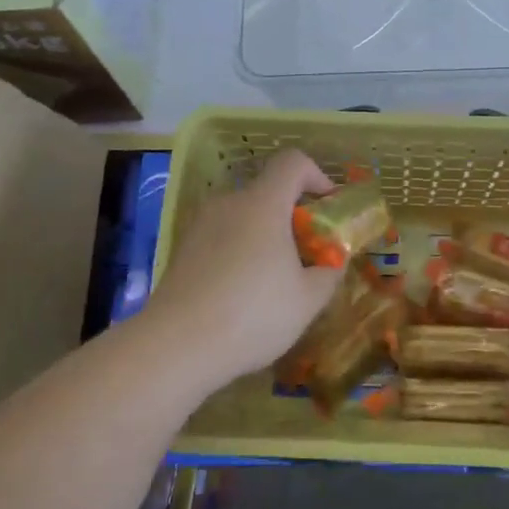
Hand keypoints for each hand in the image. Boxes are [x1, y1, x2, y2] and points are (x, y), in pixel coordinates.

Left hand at [141, 150, 344, 389]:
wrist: (175, 347)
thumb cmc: (252, 314)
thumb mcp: (307, 300)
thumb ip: (328, 273)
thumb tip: (332, 263)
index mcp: (263, 204)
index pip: (292, 162)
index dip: (316, 175)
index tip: (327, 206)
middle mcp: (229, 203)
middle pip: (267, 191)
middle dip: (291, 215)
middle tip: (305, 252)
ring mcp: (200, 225)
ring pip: (242, 216)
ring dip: (263, 235)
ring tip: (273, 278)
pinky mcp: (182, 250)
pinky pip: (221, 237)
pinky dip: (238, 252)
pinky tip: (240, 293)